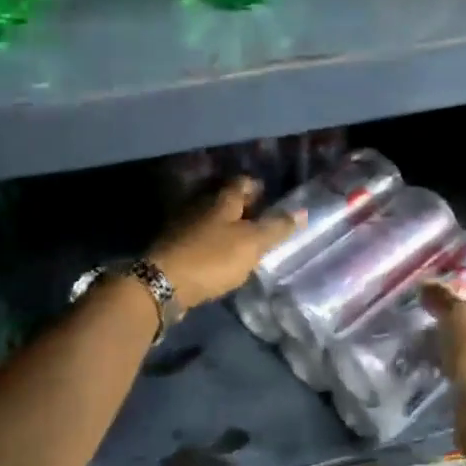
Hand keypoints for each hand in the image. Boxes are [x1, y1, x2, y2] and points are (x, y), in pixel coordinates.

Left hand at [149, 178, 301, 311]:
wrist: (163, 283)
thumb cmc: (213, 258)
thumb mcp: (252, 243)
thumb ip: (276, 228)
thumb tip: (302, 211)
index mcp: (222, 199)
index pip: (243, 182)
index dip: (258, 188)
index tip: (271, 200)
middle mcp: (201, 205)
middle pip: (226, 200)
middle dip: (244, 208)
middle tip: (262, 222)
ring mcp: (183, 225)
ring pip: (211, 219)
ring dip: (227, 227)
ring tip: (244, 242)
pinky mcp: (174, 246)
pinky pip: (199, 238)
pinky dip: (212, 243)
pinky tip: (221, 258)